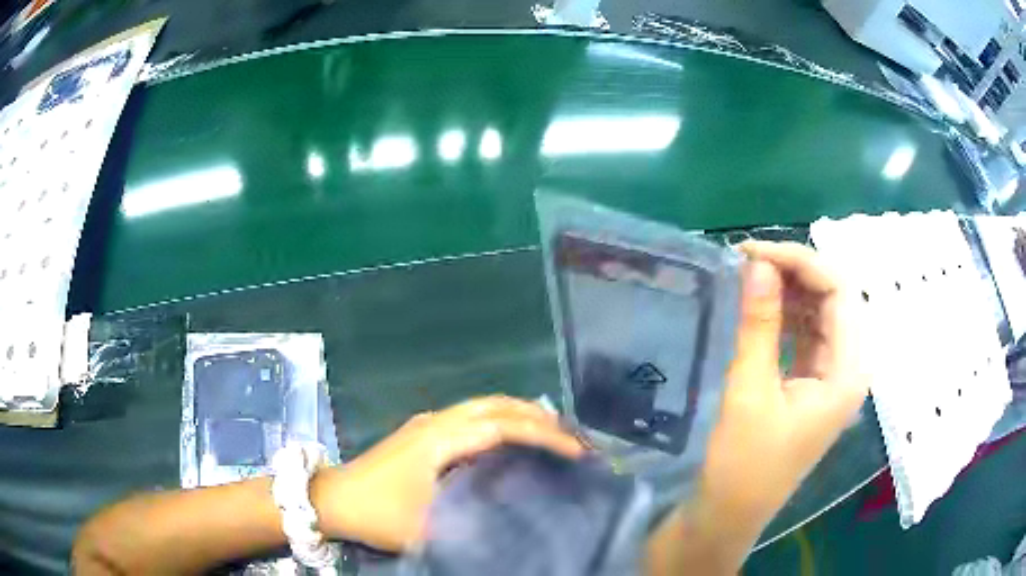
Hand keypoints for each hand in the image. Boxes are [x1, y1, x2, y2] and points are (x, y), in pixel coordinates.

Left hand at [313, 396, 583, 550]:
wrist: (332, 498)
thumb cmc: (376, 512)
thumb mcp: (425, 527)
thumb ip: (470, 524)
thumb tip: (514, 520)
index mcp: (440, 438)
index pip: (503, 426)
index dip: (543, 435)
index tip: (575, 451)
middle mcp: (437, 422)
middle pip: (497, 404)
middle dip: (538, 415)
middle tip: (571, 437)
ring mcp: (427, 423)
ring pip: (483, 405)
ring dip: (520, 413)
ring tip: (551, 433)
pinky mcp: (421, 432)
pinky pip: (471, 415)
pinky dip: (500, 419)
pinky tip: (510, 438)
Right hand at [647, 241, 867, 574]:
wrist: (728, 516)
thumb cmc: (742, 466)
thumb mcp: (749, 392)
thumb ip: (759, 325)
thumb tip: (758, 264)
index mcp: (848, 371)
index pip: (839, 290)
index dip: (799, 261)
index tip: (750, 252)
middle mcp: (849, 368)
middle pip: (833, 297)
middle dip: (792, 272)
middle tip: (743, 262)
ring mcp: (831, 376)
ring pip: (818, 313)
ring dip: (787, 290)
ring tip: (745, 278)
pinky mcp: (812, 384)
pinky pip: (805, 334)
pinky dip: (783, 314)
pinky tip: (756, 306)